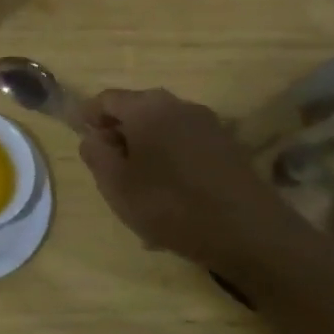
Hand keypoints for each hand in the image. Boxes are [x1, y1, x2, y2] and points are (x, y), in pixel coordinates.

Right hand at [79, 88, 329, 287]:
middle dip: (118, 137)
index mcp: (147, 107)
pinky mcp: (229, 147)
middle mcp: (179, 106)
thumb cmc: (171, 205)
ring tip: (139, 192)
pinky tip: (170, 199)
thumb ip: (95, 154)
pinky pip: (185, 147)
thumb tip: (93, 136)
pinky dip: (169, 164)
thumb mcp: (116, 185)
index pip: (106, 99)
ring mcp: (209, 125)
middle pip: (137, 112)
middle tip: (108, 171)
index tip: (82, 143)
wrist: (251, 234)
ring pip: (162, 132)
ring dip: (145, 153)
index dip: (88, 118)